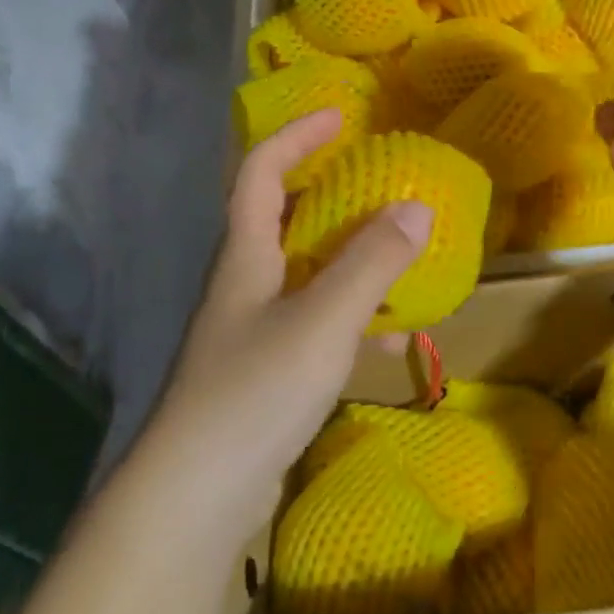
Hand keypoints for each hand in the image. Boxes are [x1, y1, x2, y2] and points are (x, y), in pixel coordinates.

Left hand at [136, 110, 432, 543]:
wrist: (196, 496)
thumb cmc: (255, 390)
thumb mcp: (323, 320)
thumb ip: (371, 264)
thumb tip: (417, 206)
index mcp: (245, 257)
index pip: (259, 173)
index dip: (294, 137)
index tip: (339, 117)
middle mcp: (243, 285)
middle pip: (281, 221)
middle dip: (328, 195)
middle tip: (378, 185)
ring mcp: (251, 333)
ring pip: (305, 277)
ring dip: (348, 262)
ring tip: (398, 259)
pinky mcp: (264, 376)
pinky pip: (315, 328)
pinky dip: (351, 322)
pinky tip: (387, 344)